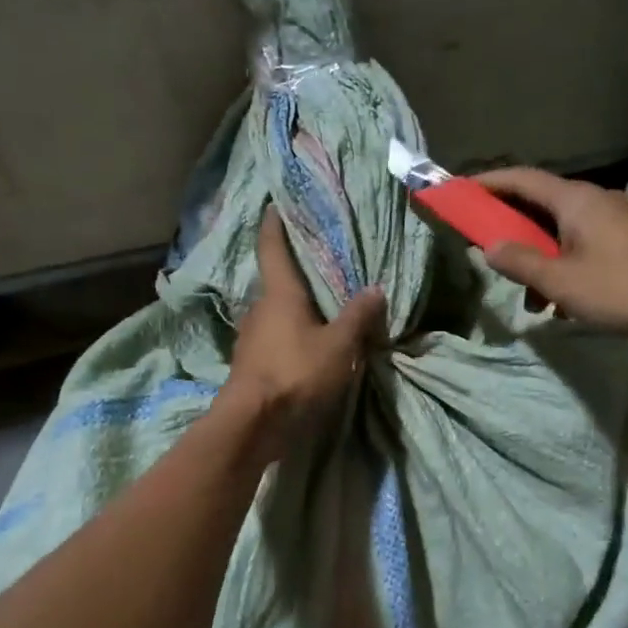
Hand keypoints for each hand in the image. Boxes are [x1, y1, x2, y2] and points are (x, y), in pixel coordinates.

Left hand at [223, 207, 386, 455]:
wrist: (253, 422)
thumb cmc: (295, 373)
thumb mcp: (338, 346)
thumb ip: (357, 317)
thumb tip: (376, 289)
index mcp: (279, 294)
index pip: (272, 249)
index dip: (274, 226)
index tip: (274, 206)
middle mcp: (260, 309)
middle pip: (276, 283)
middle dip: (294, 273)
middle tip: (317, 263)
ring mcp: (252, 338)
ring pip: (276, 313)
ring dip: (294, 308)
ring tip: (320, 306)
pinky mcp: (252, 364)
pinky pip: (275, 338)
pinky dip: (291, 334)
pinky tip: (308, 344)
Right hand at [476, 168, 627, 347]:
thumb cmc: (623, 289)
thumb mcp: (562, 282)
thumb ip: (521, 262)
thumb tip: (490, 247)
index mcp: (576, 200)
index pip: (522, 179)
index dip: (489, 182)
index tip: (460, 191)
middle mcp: (596, 202)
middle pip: (541, 206)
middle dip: (511, 230)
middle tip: (486, 250)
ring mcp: (617, 223)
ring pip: (562, 234)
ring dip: (539, 260)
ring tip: (530, 300)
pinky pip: (584, 248)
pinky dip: (564, 269)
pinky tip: (562, 306)